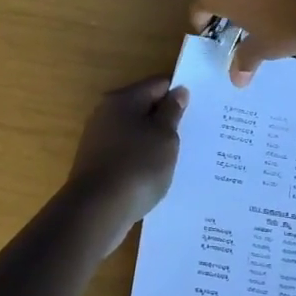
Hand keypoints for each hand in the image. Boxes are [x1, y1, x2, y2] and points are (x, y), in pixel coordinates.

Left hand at [66, 76, 189, 242]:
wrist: (97, 211)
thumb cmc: (137, 166)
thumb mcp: (164, 137)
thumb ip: (172, 112)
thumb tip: (178, 91)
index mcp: (123, 99)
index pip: (158, 84)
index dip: (179, 93)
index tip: (199, 108)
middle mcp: (106, 113)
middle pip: (143, 107)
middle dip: (166, 117)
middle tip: (192, 133)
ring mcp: (98, 138)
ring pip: (135, 131)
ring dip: (153, 140)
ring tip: (178, 155)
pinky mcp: (96, 163)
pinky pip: (126, 152)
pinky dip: (141, 157)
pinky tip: (156, 172)